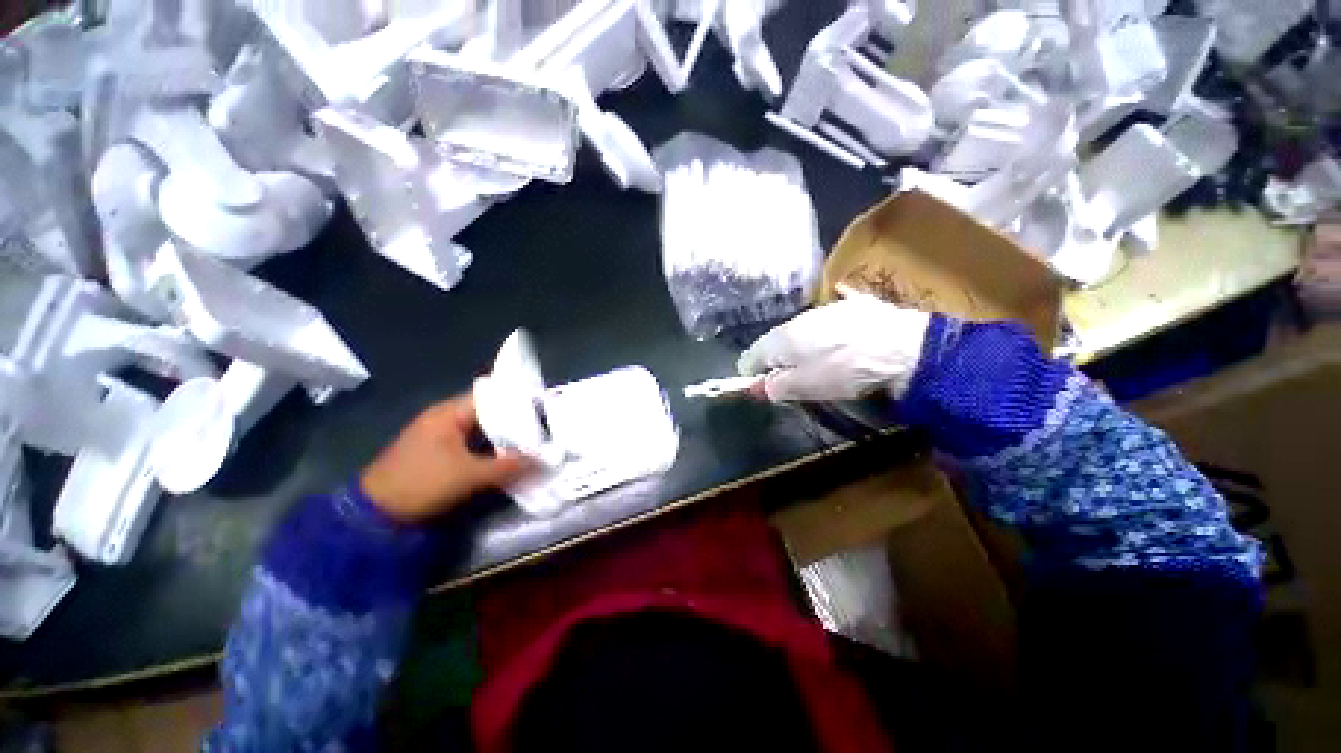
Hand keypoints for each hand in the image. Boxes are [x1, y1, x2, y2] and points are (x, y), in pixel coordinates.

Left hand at [360, 394, 534, 522]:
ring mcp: (441, 436)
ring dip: (504, 438)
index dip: (518, 402)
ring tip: (533, 443)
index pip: (492, 397)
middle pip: (489, 414)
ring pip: (483, 431)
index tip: (542, 410)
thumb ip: (508, 466)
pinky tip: (509, 457)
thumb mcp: (468, 475)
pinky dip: (491, 450)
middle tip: (543, 429)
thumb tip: (543, 460)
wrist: (375, 515)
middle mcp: (446, 418)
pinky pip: (474, 445)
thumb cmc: (421, 483)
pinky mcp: (440, 454)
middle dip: (515, 422)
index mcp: (449, 413)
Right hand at [738, 296, 931, 401]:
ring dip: (800, 348)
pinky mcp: (849, 308)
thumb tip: (756, 387)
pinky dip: (823, 337)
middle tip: (791, 380)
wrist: (902, 347)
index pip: (751, 355)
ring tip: (817, 365)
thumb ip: (775, 386)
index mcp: (780, 339)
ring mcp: (823, 310)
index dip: (752, 373)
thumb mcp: (804, 387)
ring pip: (800, 332)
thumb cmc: (844, 371)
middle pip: (775, 342)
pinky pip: (824, 325)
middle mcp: (796, 319)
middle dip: (777, 361)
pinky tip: (839, 346)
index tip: (761, 387)